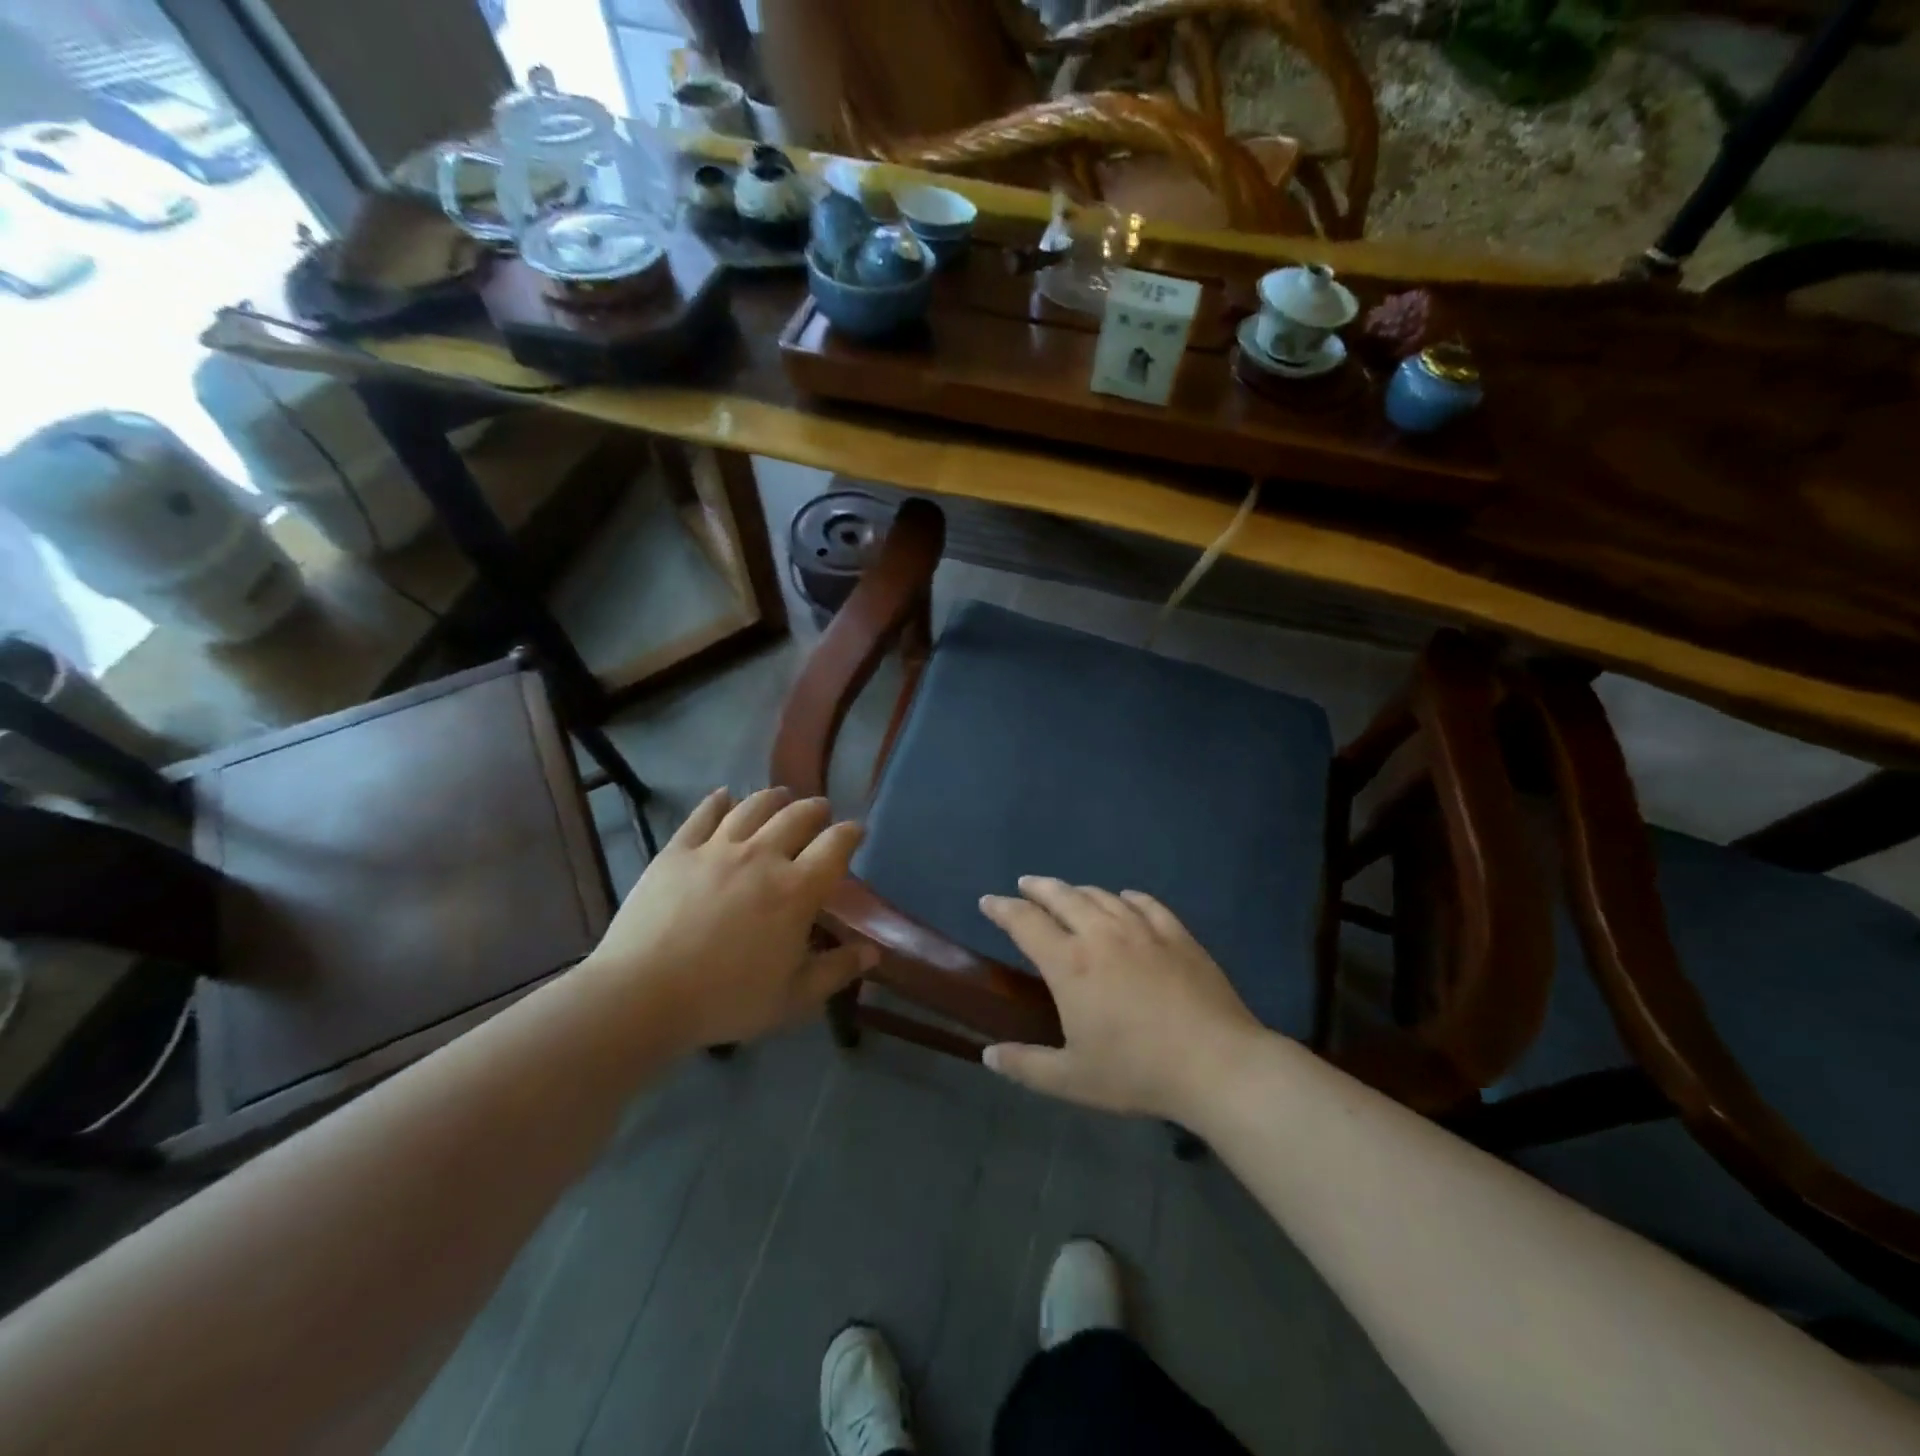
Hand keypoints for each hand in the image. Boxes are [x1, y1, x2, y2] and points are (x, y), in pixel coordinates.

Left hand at [581, 787, 875, 1051]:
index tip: (856, 831)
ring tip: (781, 796)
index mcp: (796, 890)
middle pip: (797, 816)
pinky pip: (703, 815)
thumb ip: (836, 971)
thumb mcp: (793, 998)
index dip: (850, 833)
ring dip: (774, 798)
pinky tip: (724, 796)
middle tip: (820, 812)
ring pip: (753, 807)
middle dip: (815, 810)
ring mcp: (717, 848)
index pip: (835, 846)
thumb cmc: (726, 1000)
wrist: (643, 994)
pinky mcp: (678, 850)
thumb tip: (873, 952)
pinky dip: (718, 801)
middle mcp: (762, 856)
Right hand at [979, 878, 1265, 1120]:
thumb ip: (1026, 1065)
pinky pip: (1144, 903)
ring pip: (1101, 895)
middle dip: (1038, 888)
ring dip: (1077, 890)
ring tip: (1068, 893)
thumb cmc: (1138, 1072)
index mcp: (1070, 963)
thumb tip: (988, 1056)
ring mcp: (1142, 929)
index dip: (1002, 908)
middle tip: (1025, 885)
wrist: (1217, 1064)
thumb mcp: (1072, 1079)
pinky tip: (1125, 899)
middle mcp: (1101, 934)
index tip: (989, 901)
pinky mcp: (1177, 934)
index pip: (1025, 922)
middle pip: (1062, 896)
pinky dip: (1126, 897)